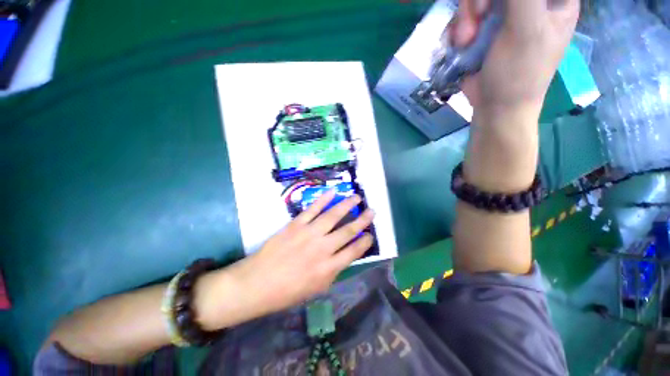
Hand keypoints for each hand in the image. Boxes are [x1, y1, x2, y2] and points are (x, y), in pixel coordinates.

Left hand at [235, 191, 374, 315]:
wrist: (257, 283)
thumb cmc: (287, 292)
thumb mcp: (316, 288)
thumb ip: (333, 271)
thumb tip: (344, 255)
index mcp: (329, 268)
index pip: (354, 251)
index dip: (365, 242)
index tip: (370, 234)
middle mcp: (322, 249)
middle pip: (348, 231)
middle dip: (362, 220)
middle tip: (371, 211)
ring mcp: (309, 234)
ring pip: (333, 216)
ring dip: (347, 205)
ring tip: (357, 197)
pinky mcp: (296, 225)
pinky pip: (312, 209)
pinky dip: (323, 199)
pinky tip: (332, 192)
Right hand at [449, 0, 579, 117]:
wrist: (495, 109)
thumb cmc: (519, 74)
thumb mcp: (525, 29)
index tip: (490, 6)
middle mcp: (529, 3)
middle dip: (479, 2)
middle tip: (478, 19)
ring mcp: (504, 15)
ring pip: (476, 0)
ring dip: (465, 18)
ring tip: (465, 41)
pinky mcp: (483, 31)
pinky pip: (465, 17)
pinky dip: (458, 30)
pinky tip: (461, 45)